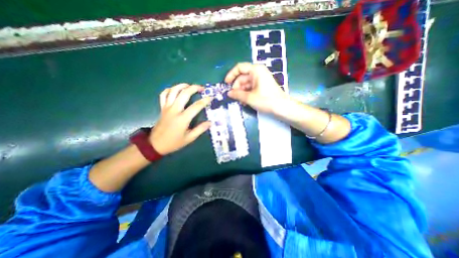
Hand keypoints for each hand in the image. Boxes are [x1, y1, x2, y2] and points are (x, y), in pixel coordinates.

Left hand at [152, 84, 214, 154]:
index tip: (211, 97)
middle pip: (184, 94)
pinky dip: (169, 89)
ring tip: (189, 85)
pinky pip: (164, 94)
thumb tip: (210, 122)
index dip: (205, 100)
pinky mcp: (162, 107)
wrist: (155, 144)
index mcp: (182, 118)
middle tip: (202, 88)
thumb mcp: (189, 138)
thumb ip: (200, 129)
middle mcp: (174, 110)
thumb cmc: (174, 142)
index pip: (196, 106)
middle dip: (194, 88)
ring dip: (182, 85)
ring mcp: (167, 107)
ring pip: (173, 91)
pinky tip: (175, 90)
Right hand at [225, 61, 285, 111]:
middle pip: (242, 77)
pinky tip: (245, 102)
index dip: (231, 75)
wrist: (282, 107)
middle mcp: (258, 73)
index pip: (239, 68)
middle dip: (237, 87)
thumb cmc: (266, 100)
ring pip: (246, 84)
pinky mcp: (262, 86)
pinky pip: (251, 88)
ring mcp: (260, 79)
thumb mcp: (249, 98)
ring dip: (241, 92)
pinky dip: (246, 94)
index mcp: (255, 70)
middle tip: (234, 97)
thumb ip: (237, 94)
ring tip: (240, 101)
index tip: (226, 83)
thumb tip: (229, 93)